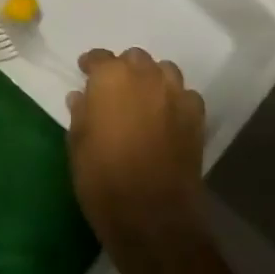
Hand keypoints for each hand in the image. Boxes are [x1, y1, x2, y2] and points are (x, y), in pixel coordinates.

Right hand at [66, 48, 206, 247]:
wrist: (151, 216)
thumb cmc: (102, 177)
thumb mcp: (78, 143)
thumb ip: (80, 113)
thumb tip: (81, 97)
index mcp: (111, 77)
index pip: (99, 57)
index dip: (91, 65)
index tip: (85, 74)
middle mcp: (145, 76)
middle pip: (135, 59)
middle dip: (124, 69)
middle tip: (114, 90)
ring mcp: (175, 95)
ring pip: (164, 71)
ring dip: (152, 79)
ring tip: (143, 99)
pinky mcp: (196, 118)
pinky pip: (186, 96)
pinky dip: (175, 100)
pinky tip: (167, 117)